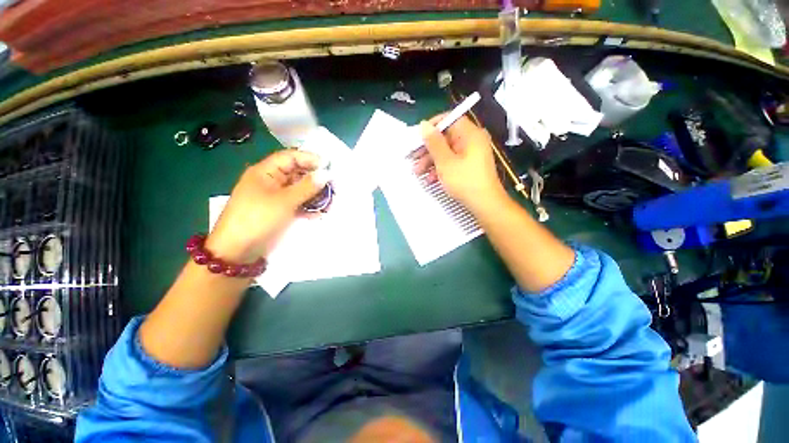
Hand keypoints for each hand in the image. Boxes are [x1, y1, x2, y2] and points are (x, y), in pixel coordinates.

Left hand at [206, 149, 326, 262]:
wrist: (237, 251)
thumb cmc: (257, 219)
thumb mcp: (284, 201)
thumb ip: (307, 187)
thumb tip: (326, 174)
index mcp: (265, 172)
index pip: (290, 157)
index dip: (309, 159)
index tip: (329, 166)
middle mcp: (271, 182)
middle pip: (296, 174)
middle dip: (315, 179)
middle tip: (333, 185)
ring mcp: (275, 197)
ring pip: (299, 190)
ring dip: (314, 194)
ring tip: (330, 201)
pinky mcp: (279, 211)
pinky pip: (297, 204)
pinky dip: (308, 207)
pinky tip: (319, 213)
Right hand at [413, 116, 506, 212]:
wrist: (485, 205)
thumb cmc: (465, 181)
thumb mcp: (445, 162)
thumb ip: (434, 143)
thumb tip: (424, 125)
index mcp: (470, 135)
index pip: (451, 120)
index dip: (433, 126)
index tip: (418, 136)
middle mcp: (472, 141)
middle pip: (446, 138)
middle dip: (428, 149)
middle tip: (413, 158)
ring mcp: (471, 155)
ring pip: (447, 152)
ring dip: (431, 161)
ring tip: (417, 172)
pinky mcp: (469, 167)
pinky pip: (452, 162)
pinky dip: (440, 169)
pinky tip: (430, 180)